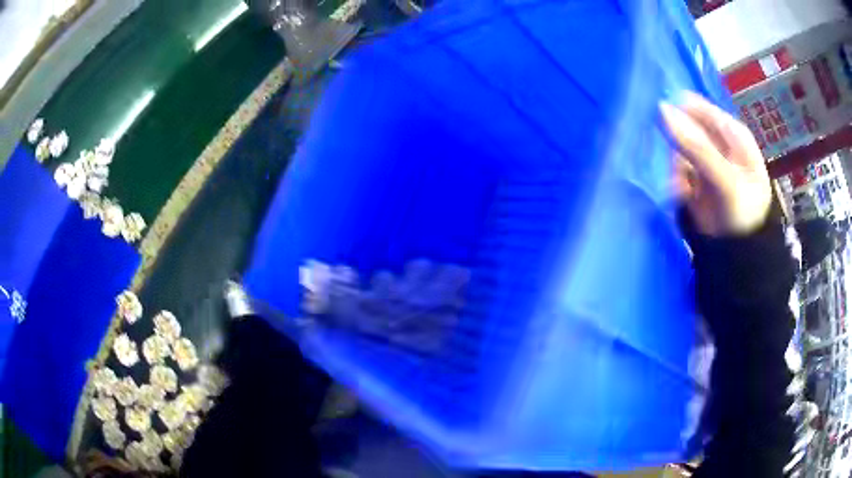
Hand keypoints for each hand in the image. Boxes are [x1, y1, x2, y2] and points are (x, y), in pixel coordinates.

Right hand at [660, 92, 771, 236]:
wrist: (741, 256)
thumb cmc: (743, 215)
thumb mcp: (725, 180)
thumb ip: (696, 146)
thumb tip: (659, 108)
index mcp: (731, 132)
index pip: (696, 106)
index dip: (676, 111)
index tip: (660, 126)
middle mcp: (717, 141)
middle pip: (683, 127)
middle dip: (676, 145)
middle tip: (679, 168)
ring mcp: (705, 160)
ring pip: (676, 149)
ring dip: (675, 167)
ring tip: (685, 188)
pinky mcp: (694, 179)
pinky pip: (675, 170)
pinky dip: (674, 181)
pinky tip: (682, 195)